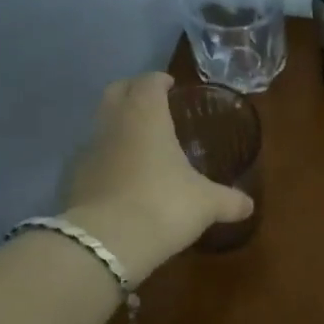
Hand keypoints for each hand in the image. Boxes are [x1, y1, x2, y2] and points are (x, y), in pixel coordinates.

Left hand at [60, 73, 253, 277]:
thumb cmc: (164, 205)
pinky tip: (123, 176)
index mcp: (146, 116)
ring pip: (101, 123)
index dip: (159, 81)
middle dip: (133, 92)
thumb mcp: (206, 204)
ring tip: (140, 143)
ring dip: (118, 125)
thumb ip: (229, 200)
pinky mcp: (74, 178)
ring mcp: (89, 150)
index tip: (171, 86)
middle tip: (152, 104)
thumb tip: (249, 205)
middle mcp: (113, 124)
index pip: (148, 82)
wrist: (107, 242)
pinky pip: (93, 156)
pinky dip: (107, 157)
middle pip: (116, 91)